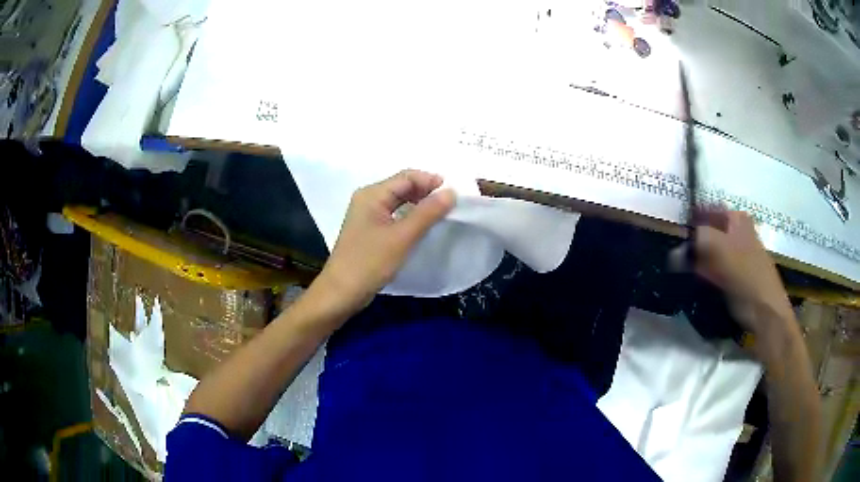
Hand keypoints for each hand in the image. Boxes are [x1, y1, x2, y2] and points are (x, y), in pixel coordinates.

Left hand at [313, 169, 455, 314]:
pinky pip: (393, 214)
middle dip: (426, 192)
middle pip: (402, 186)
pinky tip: (421, 227)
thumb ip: (427, 213)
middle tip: (450, 205)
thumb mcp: (402, 237)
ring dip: (419, 204)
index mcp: (372, 194)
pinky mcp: (369, 230)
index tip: (454, 195)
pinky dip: (409, 216)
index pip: (407, 177)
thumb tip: (451, 192)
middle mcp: (368, 199)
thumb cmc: (370, 263)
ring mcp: (367, 215)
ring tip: (440, 215)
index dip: (431, 181)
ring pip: (398, 201)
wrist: (341, 292)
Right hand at [674, 209, 797, 360]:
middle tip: (674, 259)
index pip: (705, 212)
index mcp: (736, 219)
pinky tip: (695, 284)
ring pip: (709, 253)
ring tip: (681, 273)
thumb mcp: (720, 249)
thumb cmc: (746, 275)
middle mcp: (737, 232)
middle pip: (707, 233)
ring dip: (695, 263)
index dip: (689, 223)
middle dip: (691, 245)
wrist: (765, 311)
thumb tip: (673, 251)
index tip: (672, 237)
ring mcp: (737, 256)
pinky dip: (703, 276)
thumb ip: (696, 240)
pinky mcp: (734, 277)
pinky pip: (713, 271)